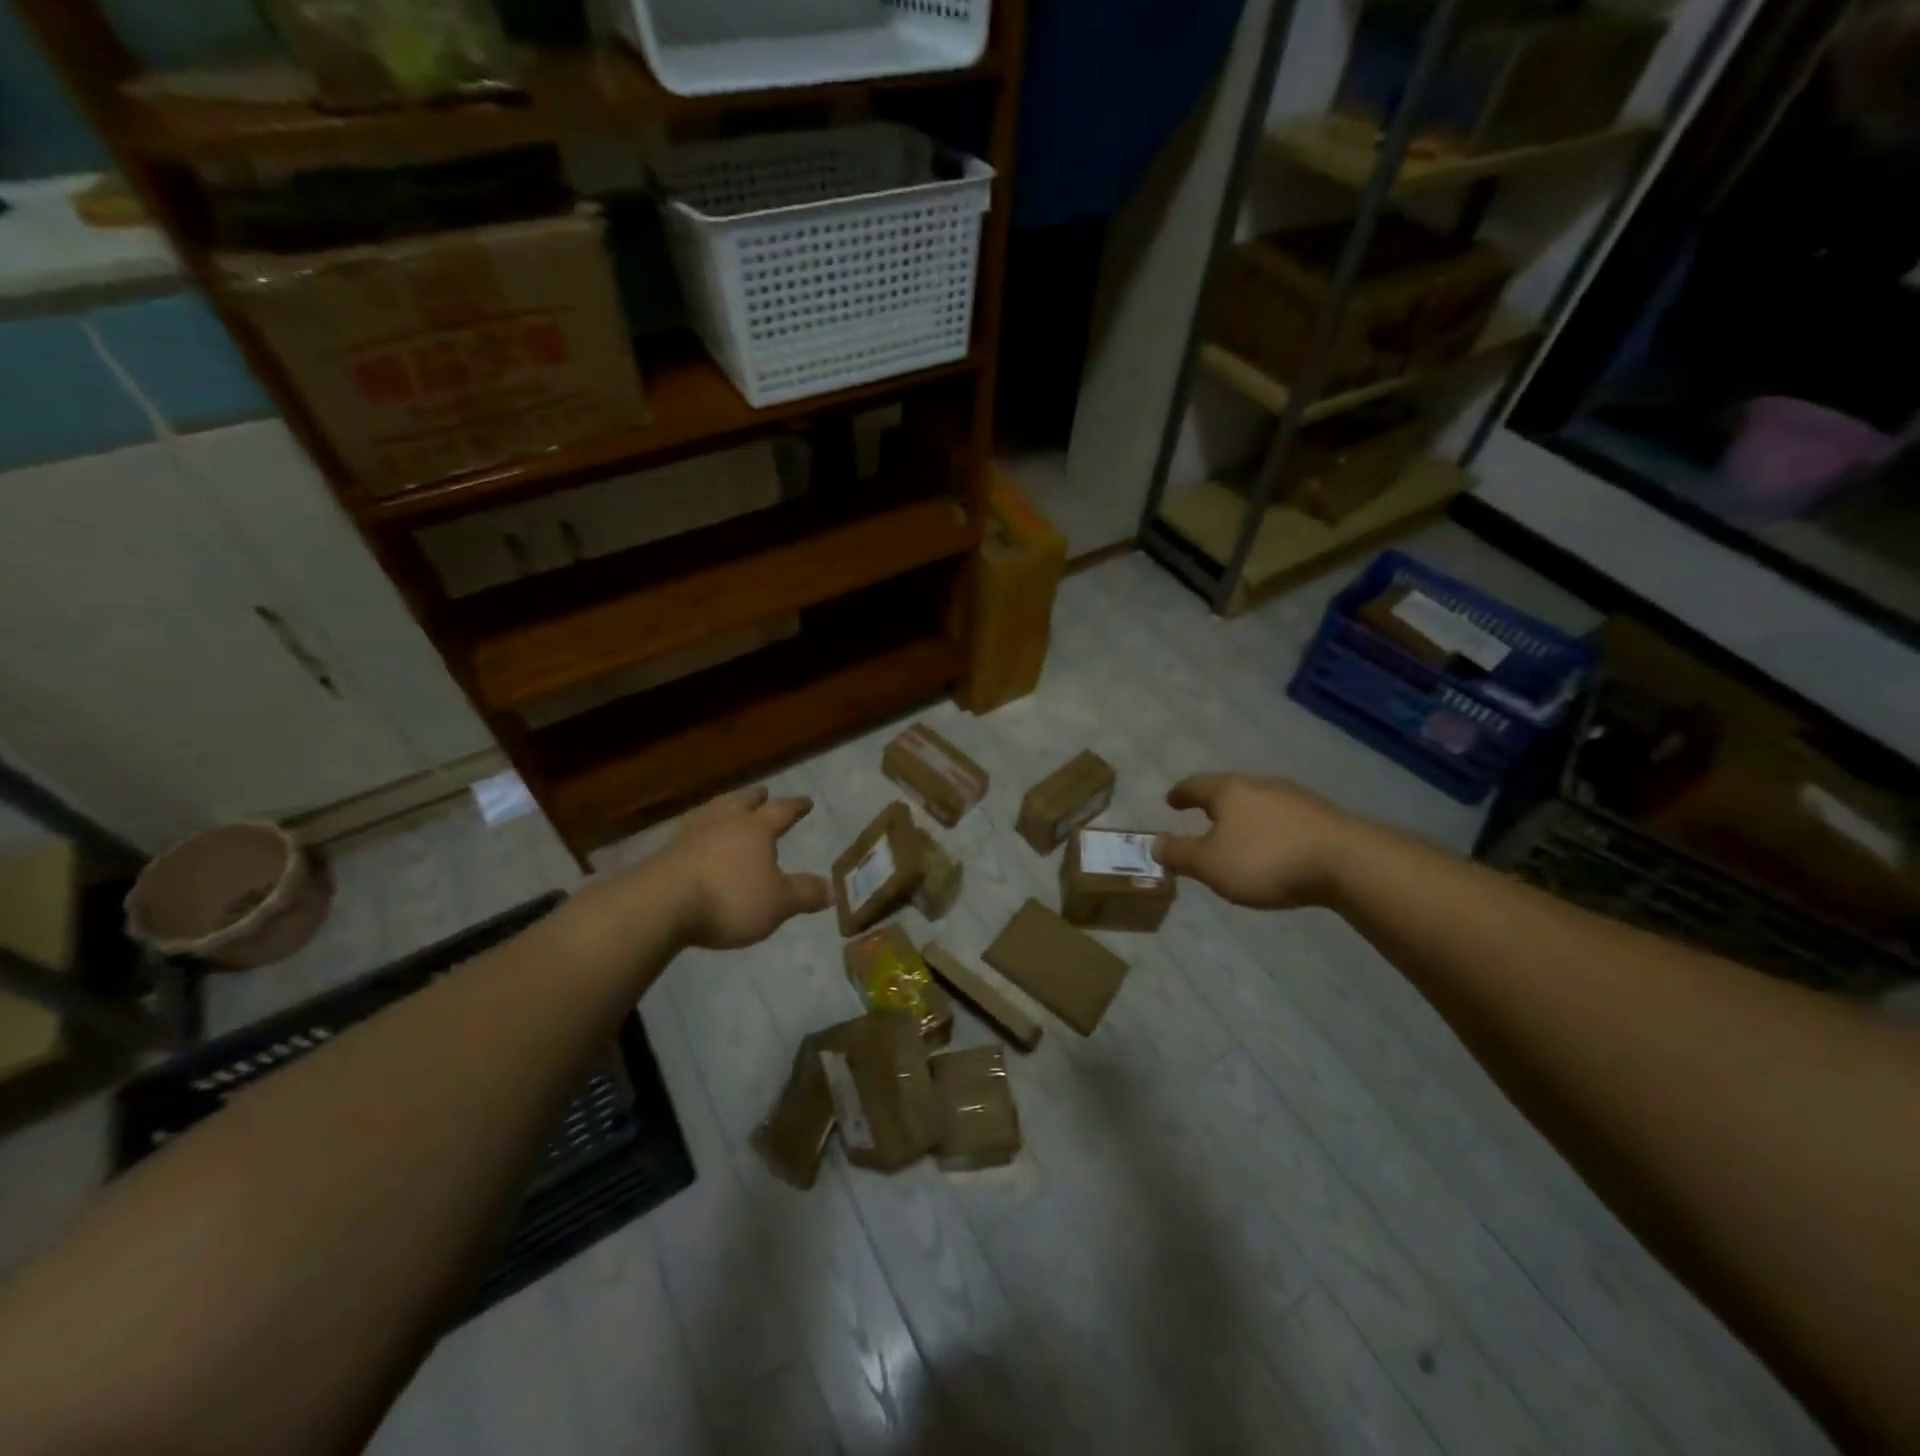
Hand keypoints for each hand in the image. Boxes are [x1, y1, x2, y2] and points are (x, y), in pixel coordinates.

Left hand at [661, 787, 832, 949]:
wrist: (661, 904)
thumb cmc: (729, 899)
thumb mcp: (777, 903)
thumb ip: (804, 893)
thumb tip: (832, 888)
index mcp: (756, 829)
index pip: (781, 811)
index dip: (795, 807)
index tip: (806, 801)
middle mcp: (724, 823)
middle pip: (742, 802)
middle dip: (754, 798)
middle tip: (762, 791)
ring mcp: (691, 834)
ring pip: (712, 811)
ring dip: (724, 805)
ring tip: (727, 804)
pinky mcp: (665, 852)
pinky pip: (688, 830)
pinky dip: (698, 827)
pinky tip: (694, 834)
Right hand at [1153, 773, 1355, 909]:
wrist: (1347, 862)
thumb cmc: (1265, 860)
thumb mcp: (1210, 864)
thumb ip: (1180, 853)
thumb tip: (1154, 842)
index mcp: (1229, 790)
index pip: (1196, 785)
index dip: (1180, 793)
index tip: (1170, 800)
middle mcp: (1260, 785)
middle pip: (1230, 790)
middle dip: (1214, 804)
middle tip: (1202, 816)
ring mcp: (1295, 798)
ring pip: (1259, 802)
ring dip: (1245, 816)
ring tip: (1237, 834)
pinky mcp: (1322, 817)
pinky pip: (1284, 818)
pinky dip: (1270, 828)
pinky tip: (1273, 847)